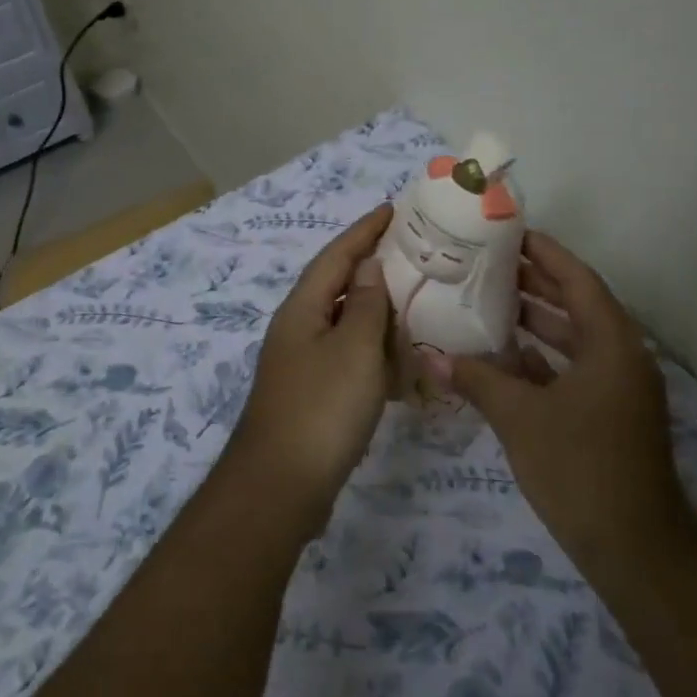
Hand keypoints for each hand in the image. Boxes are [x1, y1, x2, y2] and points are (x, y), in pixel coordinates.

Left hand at [228, 204, 393, 528]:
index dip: (364, 230)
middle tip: (414, 254)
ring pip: (346, 324)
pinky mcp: (313, 394)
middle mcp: (298, 328)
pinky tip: (399, 361)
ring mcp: (303, 363)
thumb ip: (367, 304)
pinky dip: (374, 353)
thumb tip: (369, 265)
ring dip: (377, 312)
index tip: (393, 209)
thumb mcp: (354, 349)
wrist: (281, 487)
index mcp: (303, 308)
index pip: (337, 255)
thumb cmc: (322, 408)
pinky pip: (348, 359)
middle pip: (339, 286)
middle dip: (373, 267)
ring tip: (415, 302)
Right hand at [434, 231, 688, 589]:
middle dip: (536, 282)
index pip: (578, 280)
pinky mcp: (610, 414)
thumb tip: (430, 357)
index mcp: (611, 344)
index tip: (509, 234)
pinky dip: (542, 359)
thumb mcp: (520, 418)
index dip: (545, 253)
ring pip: (574, 339)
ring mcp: (618, 388)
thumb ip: (476, 380)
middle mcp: (621, 356)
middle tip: (488, 263)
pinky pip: (573, 369)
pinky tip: (504, 356)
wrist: (636, 549)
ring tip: (489, 300)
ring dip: (537, 320)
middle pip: (577, 304)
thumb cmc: (580, 468)